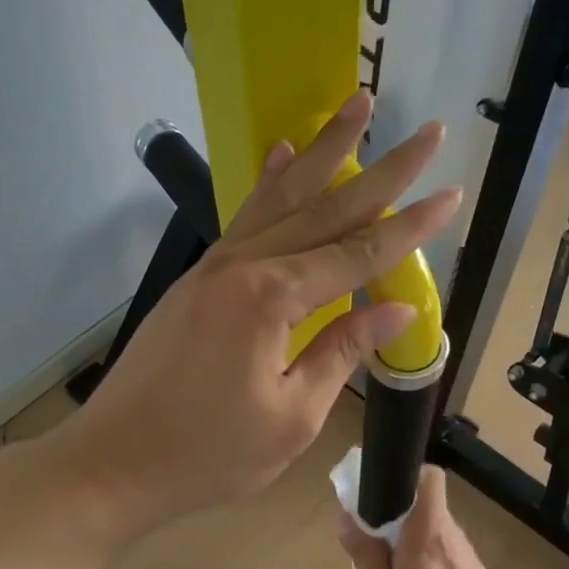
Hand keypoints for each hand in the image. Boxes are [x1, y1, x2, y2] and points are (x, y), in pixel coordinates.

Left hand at [50, 91, 460, 539]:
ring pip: (279, 200)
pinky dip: (268, 185)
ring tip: (356, 106)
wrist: (115, 462)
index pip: (358, 254)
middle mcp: (244, 267)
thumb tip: (396, 309)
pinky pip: (243, 220)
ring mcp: (213, 268)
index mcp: (273, 300)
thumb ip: (342, 352)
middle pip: (325, 209)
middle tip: (427, 130)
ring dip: (322, 153)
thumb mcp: (292, 415)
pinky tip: (279, 156)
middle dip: (382, 170)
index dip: (409, 227)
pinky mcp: (195, 281)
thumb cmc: (210, 453)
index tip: (452, 193)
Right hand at [335, 467, 529, 568]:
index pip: (429, 480)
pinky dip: (429, 565)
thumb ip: (365, 557)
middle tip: (370, 549)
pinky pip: (449, 558)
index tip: (376, 498)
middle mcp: (455, 542)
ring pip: (438, 535)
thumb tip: (348, 516)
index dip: (403, 478)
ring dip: (412, 544)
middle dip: (398, 518)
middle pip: (428, 508)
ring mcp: (473, 564)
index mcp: (428, 539)